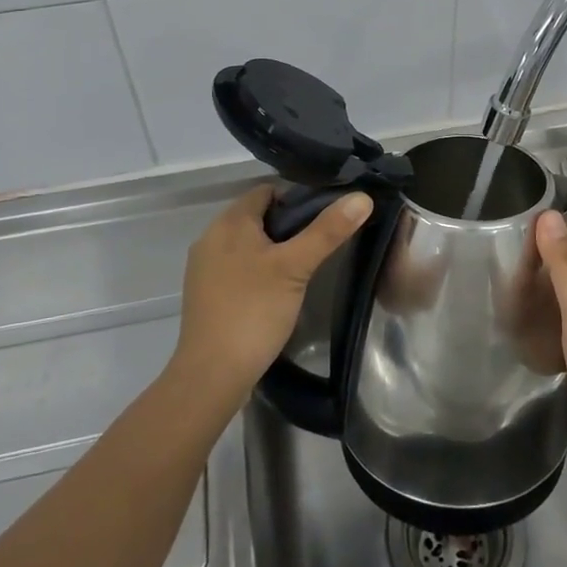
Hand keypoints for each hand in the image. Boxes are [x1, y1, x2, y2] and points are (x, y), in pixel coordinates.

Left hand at [171, 185, 372, 408]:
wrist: (211, 375)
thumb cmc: (254, 311)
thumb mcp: (296, 267)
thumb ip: (328, 231)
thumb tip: (362, 197)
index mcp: (229, 222)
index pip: (266, 191)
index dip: (297, 198)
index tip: (323, 218)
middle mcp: (211, 237)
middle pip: (257, 216)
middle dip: (287, 226)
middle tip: (318, 245)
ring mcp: (204, 267)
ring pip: (247, 243)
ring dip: (273, 249)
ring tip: (302, 268)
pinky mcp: (205, 294)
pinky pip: (236, 267)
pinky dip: (257, 270)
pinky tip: (275, 291)